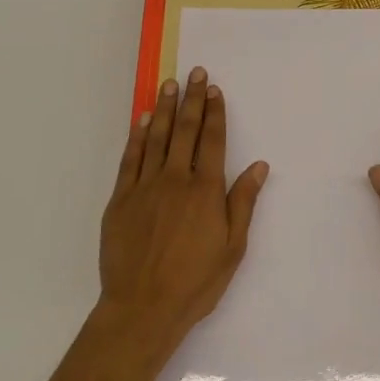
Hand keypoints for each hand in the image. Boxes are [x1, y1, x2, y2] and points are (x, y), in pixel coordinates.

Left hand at [96, 67, 268, 360]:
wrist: (142, 308)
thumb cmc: (195, 282)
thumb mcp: (233, 248)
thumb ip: (243, 203)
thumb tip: (259, 166)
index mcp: (206, 190)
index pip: (213, 140)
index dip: (215, 112)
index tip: (214, 89)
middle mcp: (176, 179)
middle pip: (185, 130)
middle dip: (191, 99)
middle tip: (195, 72)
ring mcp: (145, 187)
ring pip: (156, 138)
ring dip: (163, 108)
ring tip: (169, 84)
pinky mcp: (121, 200)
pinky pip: (130, 159)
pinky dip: (136, 137)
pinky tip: (141, 120)